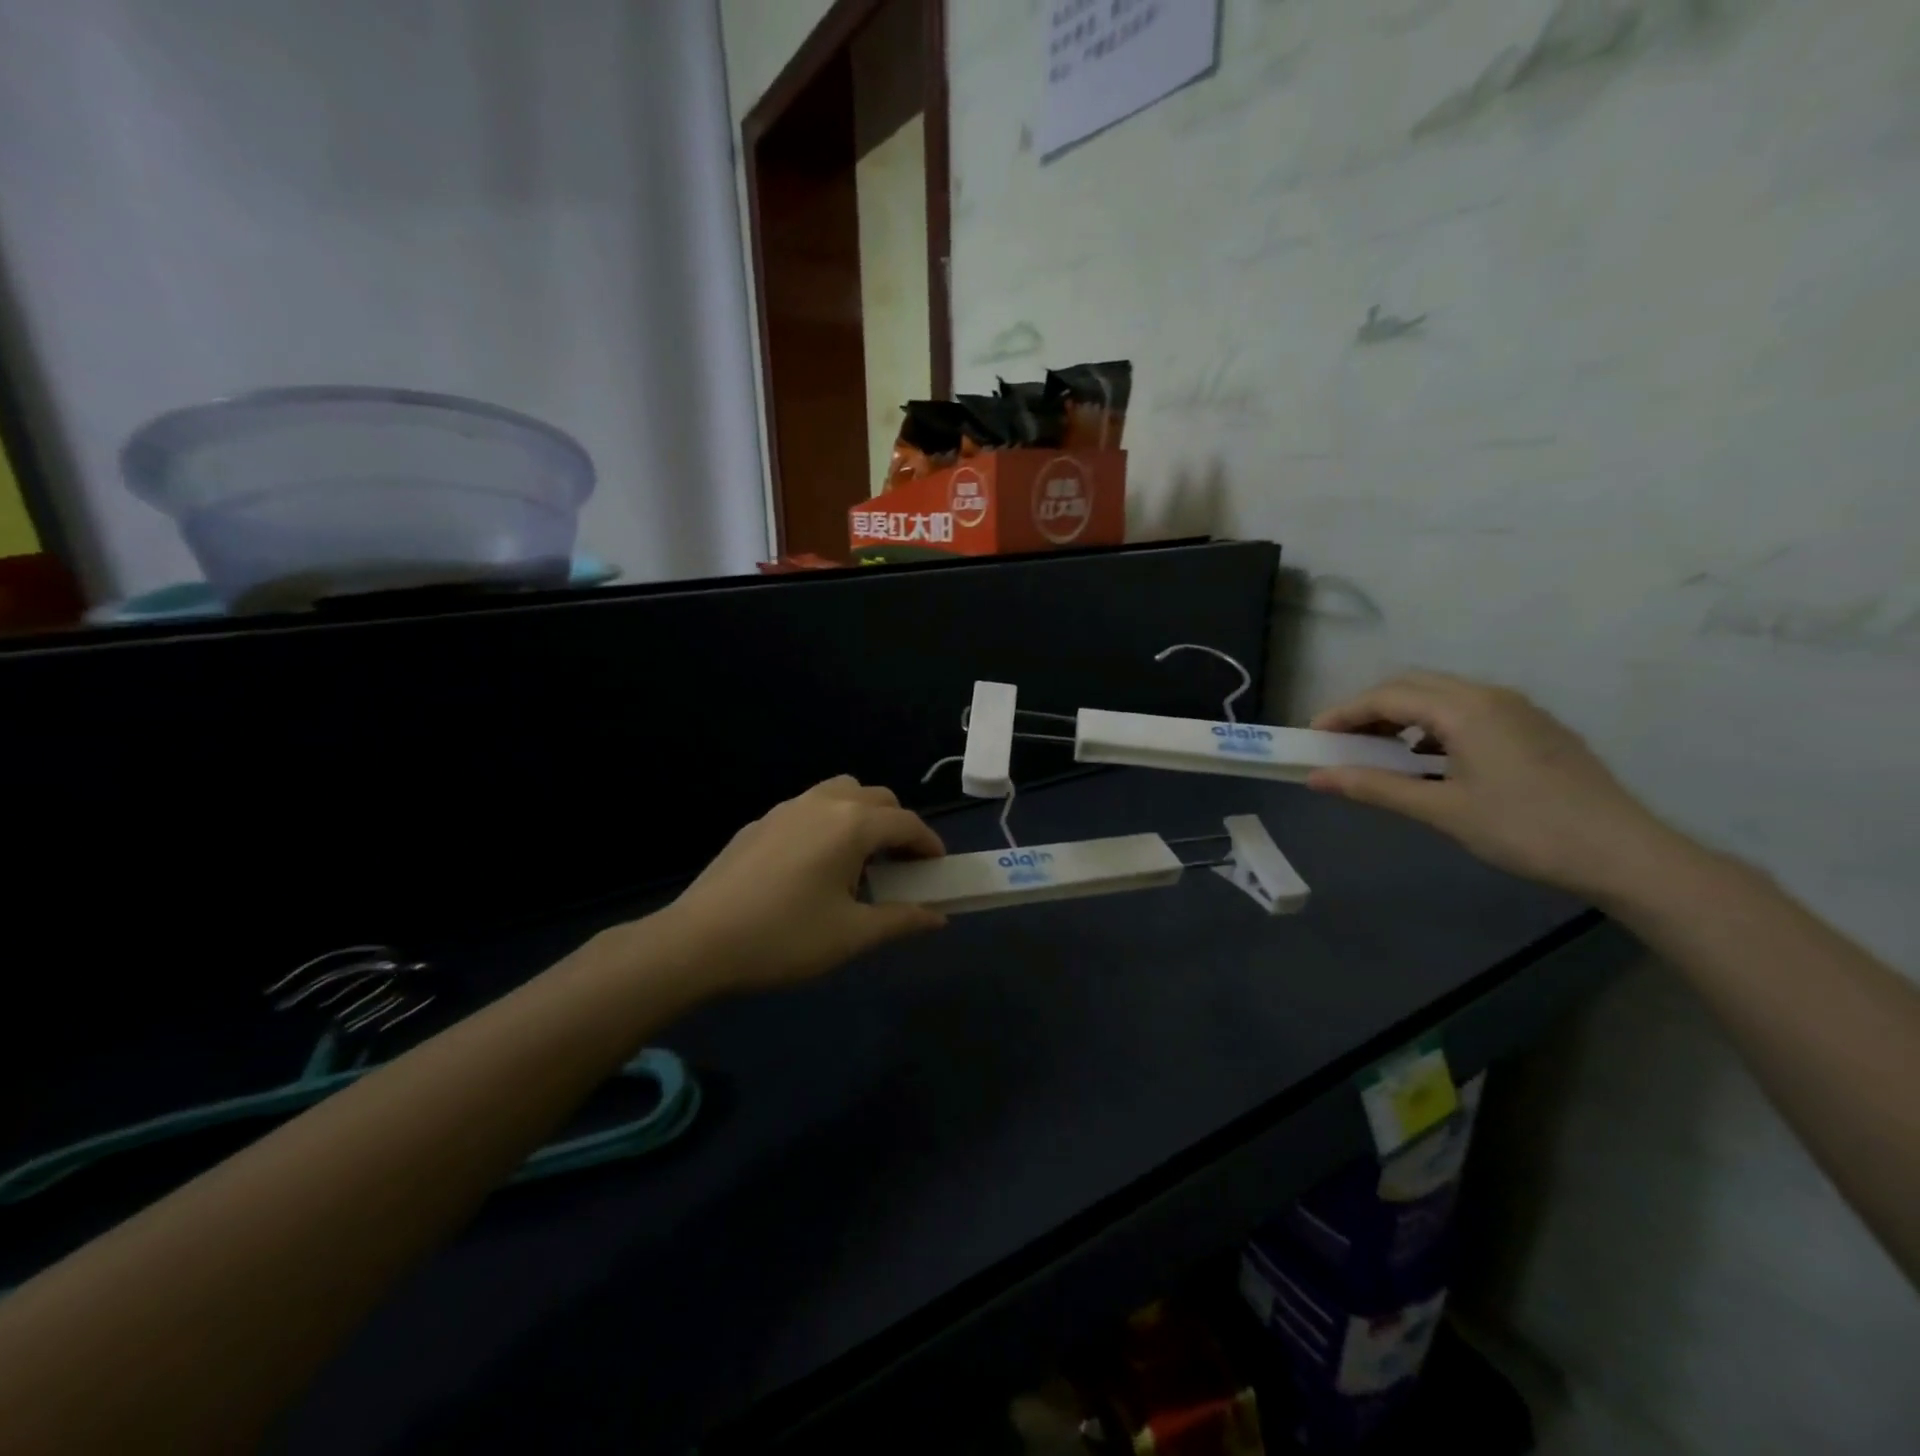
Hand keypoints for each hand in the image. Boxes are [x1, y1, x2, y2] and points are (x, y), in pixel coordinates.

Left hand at [660, 776, 947, 990]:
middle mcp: (823, 803)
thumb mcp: (851, 935)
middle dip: (899, 826)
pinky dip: (830, 822)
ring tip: (860, 858)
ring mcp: (787, 808)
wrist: (698, 940)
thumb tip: (938, 916)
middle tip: (902, 865)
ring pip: (841, 792)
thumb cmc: (785, 938)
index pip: (906, 824)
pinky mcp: (761, 822)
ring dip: (863, 815)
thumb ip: (901, 919)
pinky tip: (815, 865)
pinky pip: (810, 808)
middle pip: (877, 798)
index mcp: (852, 825)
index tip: (938, 869)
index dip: (929, 844)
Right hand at [1306, 671, 1680, 903]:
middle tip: (1341, 741)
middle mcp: (1491, 696)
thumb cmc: (1524, 829)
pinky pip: (1468, 711)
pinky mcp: (1535, 729)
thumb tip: (1317, 778)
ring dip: (1402, 716)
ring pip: (1443, 696)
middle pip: (1413, 685)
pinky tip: (1427, 760)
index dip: (1343, 713)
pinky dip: (1433, 726)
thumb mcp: (1441, 810)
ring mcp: (1518, 710)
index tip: (1312, 736)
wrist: (1625, 854)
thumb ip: (1375, 788)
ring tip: (1379, 751)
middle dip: (1370, 708)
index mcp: (1466, 709)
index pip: (1387, 696)